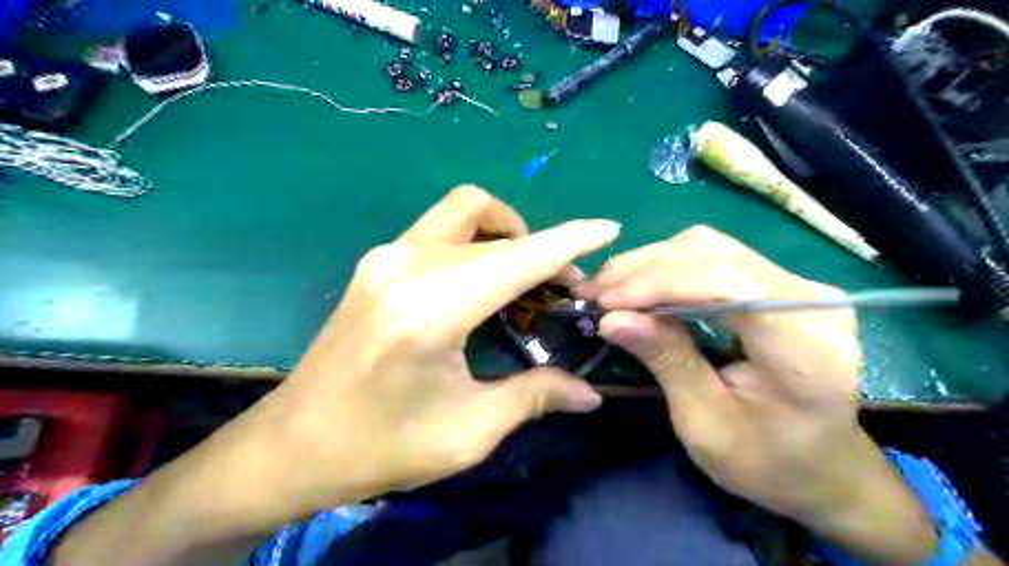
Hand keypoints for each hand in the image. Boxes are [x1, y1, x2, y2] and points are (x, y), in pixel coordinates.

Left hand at [56, 186, 623, 565]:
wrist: (292, 445)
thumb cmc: (380, 447)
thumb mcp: (468, 431)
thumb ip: (534, 398)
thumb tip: (589, 394)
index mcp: (431, 309)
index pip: (518, 259)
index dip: (569, 241)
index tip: (608, 228)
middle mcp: (406, 266)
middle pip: (491, 222)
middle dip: (540, 245)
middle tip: (563, 286)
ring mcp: (384, 257)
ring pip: (461, 211)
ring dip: (504, 231)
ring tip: (524, 277)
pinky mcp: (375, 263)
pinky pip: (440, 230)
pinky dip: (476, 240)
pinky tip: (483, 282)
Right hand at [580, 225, 941, 565]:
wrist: (823, 468)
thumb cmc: (768, 461)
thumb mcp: (706, 423)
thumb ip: (666, 362)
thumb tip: (612, 318)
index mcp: (805, 343)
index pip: (724, 282)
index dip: (657, 282)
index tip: (604, 301)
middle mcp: (811, 298)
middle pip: (712, 254)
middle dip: (642, 269)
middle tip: (592, 292)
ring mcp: (798, 285)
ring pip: (708, 247)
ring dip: (649, 264)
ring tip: (607, 288)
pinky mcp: (780, 284)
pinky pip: (714, 258)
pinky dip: (666, 269)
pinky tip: (636, 285)